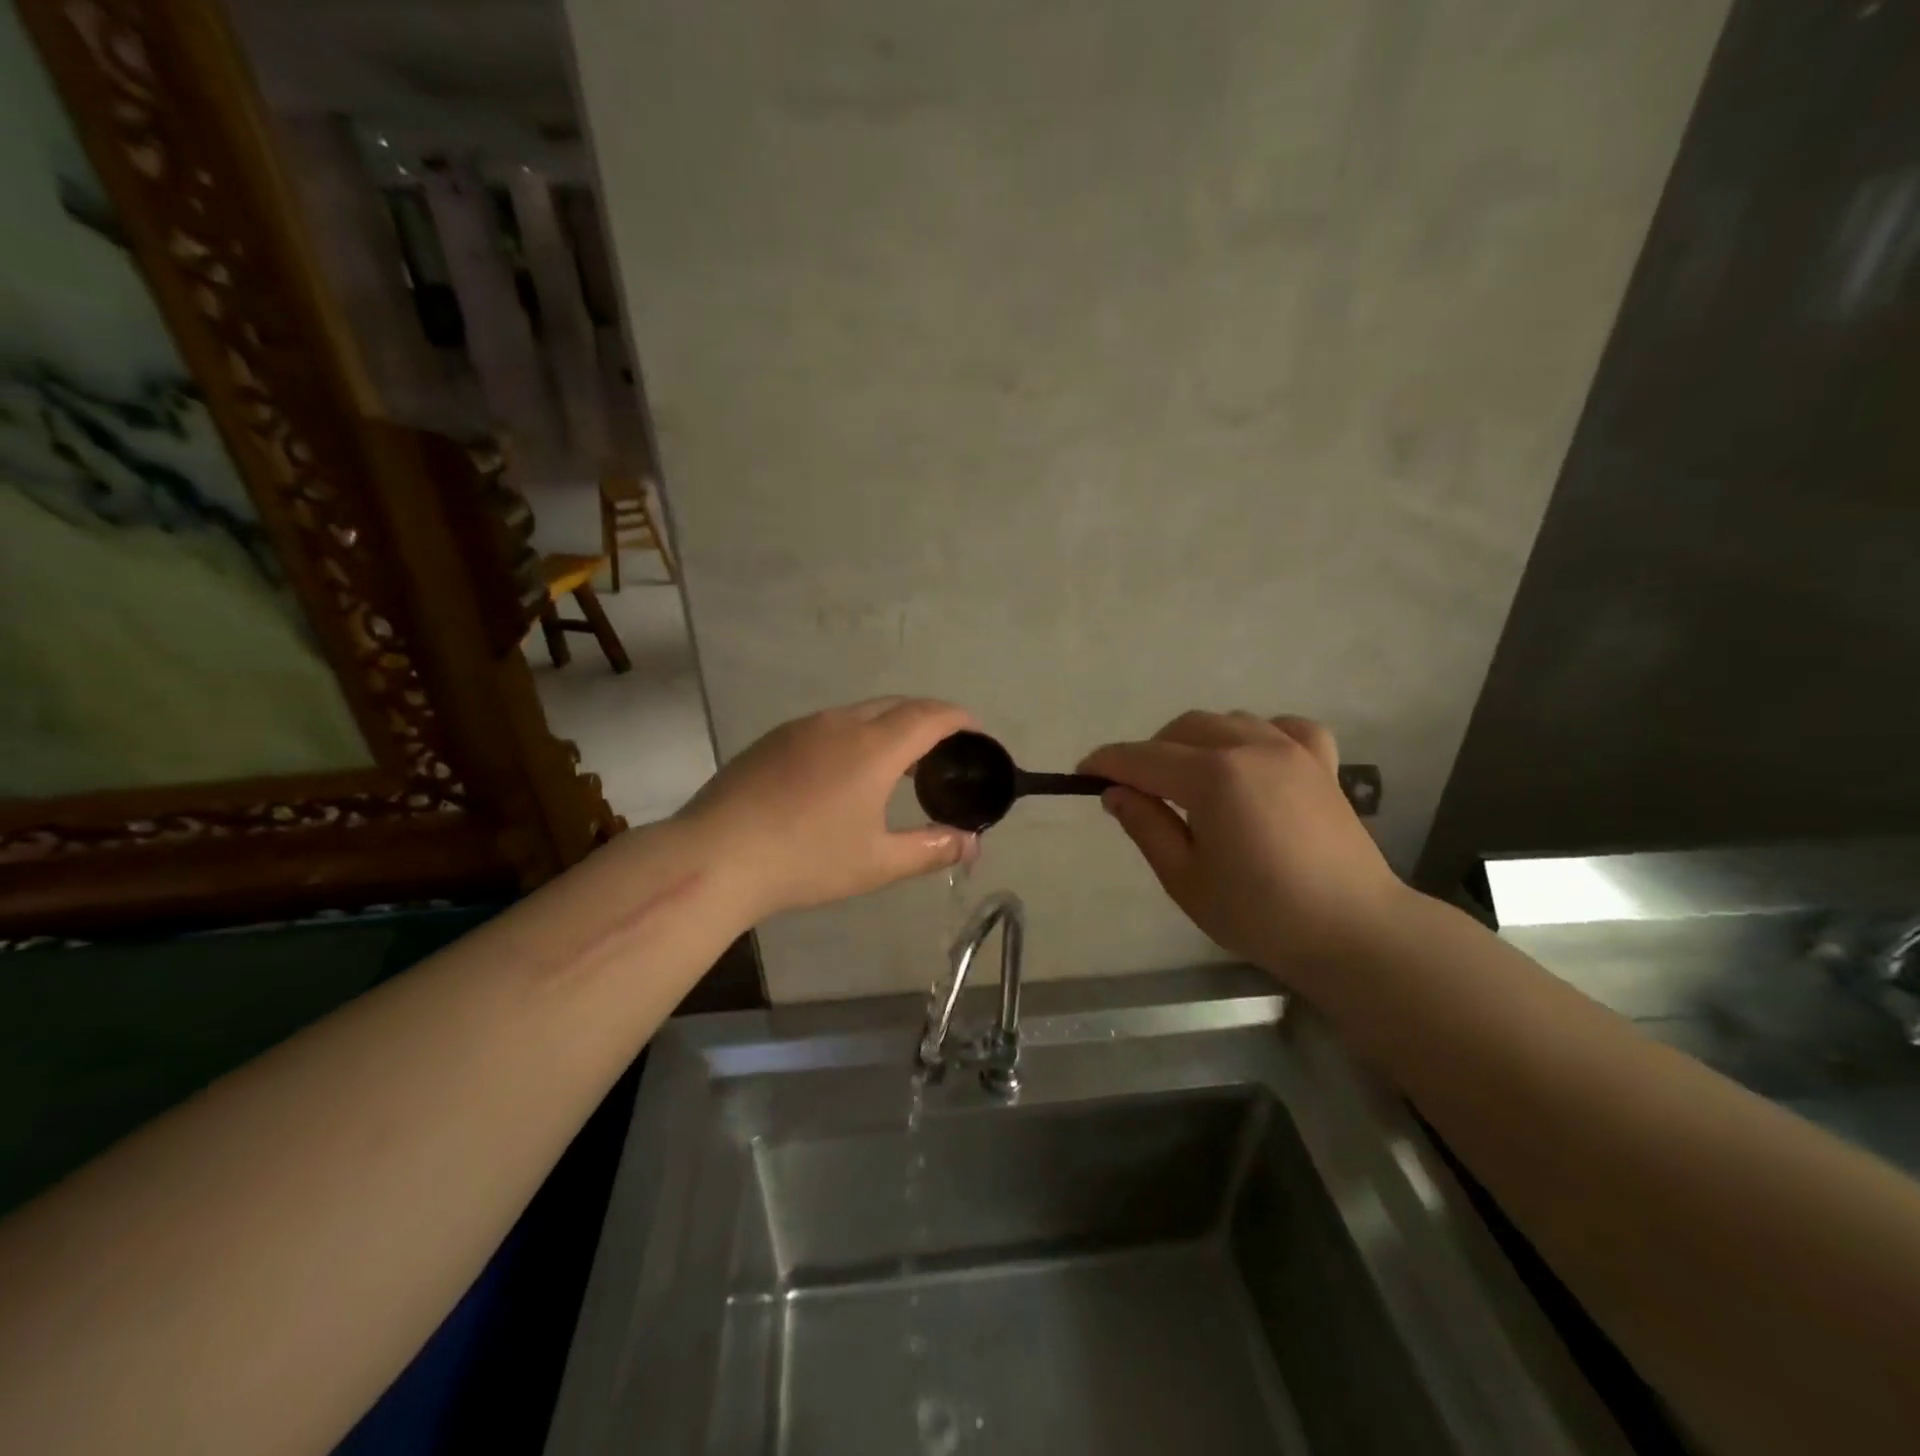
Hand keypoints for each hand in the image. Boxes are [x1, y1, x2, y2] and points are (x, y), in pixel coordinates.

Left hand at [677, 698, 977, 919]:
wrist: (716, 856)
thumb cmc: (806, 860)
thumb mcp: (877, 862)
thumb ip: (931, 849)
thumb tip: (970, 843)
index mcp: (873, 747)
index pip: (930, 716)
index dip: (960, 719)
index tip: (978, 733)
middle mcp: (840, 724)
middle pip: (897, 705)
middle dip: (929, 718)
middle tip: (946, 748)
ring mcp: (802, 728)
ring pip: (861, 712)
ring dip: (890, 726)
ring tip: (901, 761)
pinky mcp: (774, 739)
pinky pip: (830, 725)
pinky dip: (857, 735)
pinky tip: (847, 771)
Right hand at [1080, 712, 1404, 984]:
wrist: (1352, 932)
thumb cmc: (1260, 914)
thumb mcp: (1185, 878)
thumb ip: (1146, 825)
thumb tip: (1115, 792)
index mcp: (1213, 777)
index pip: (1143, 758)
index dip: (1107, 763)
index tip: (1083, 773)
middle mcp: (1250, 747)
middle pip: (1183, 729)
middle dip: (1151, 752)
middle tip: (1138, 790)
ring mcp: (1292, 750)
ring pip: (1227, 721)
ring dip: (1197, 742)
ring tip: (1191, 781)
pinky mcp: (1322, 763)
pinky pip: (1284, 727)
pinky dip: (1259, 734)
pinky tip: (1254, 761)